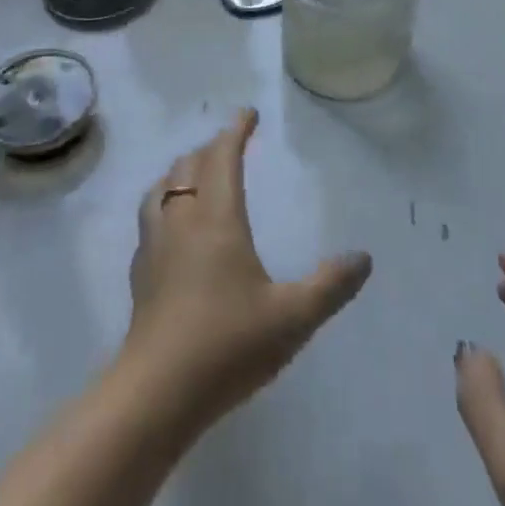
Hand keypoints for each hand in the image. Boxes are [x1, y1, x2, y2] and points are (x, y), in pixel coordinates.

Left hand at [123, 108, 371, 429]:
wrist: (158, 391)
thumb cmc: (228, 344)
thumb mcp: (292, 317)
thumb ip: (330, 286)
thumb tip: (363, 257)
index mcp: (216, 218)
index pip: (222, 157)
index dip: (235, 131)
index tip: (248, 114)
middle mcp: (181, 220)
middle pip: (188, 166)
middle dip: (209, 148)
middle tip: (229, 145)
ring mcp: (155, 245)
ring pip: (161, 189)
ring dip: (180, 171)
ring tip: (195, 174)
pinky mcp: (140, 272)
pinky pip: (150, 217)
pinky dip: (164, 202)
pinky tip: (173, 227)